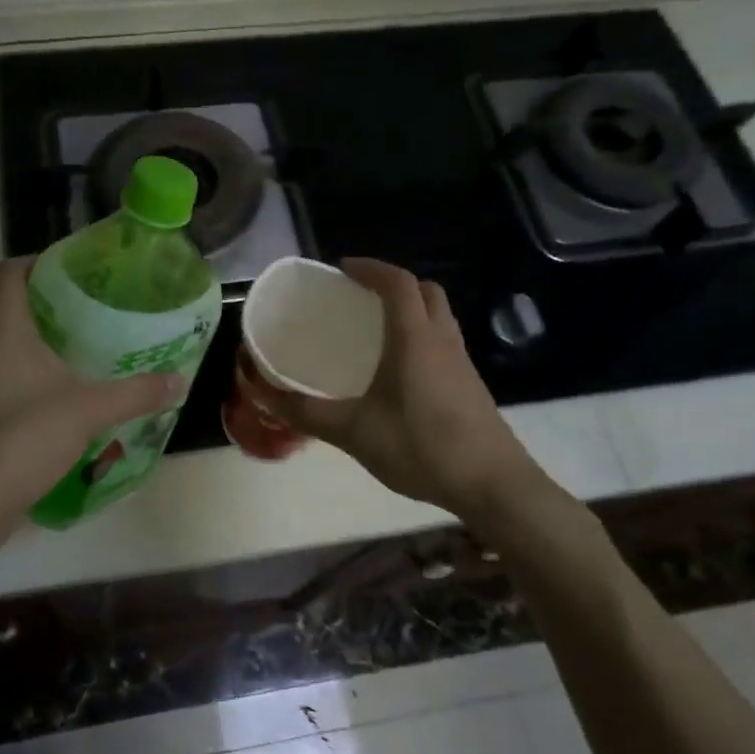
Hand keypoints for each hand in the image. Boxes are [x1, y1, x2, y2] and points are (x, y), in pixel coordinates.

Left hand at [0, 257, 181, 528]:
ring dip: (44, 338)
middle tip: (99, 308)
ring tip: (89, 346)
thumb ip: (137, 392)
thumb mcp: (90, 410)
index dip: (44, 261)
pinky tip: (66, 389)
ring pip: (8, 341)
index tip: (82, 269)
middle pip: (13, 304)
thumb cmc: (25, 437)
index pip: (12, 271)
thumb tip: (179, 380)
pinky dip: (33, 369)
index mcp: (0, 329)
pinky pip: (5, 371)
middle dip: (54, 302)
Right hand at [245, 258, 545, 516]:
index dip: (370, 268)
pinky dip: (421, 336)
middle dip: (393, 283)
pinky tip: (399, 372)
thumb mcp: (353, 432)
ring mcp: (462, 362)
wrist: (493, 485)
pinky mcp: (471, 385)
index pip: (397, 283)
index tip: (342, 269)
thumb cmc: (421, 448)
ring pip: (439, 316)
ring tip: (376, 330)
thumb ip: (306, 412)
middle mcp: (442, 340)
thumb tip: (262, 394)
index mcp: (414, 339)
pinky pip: (444, 342)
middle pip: (425, 291)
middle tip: (360, 297)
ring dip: (411, 309)